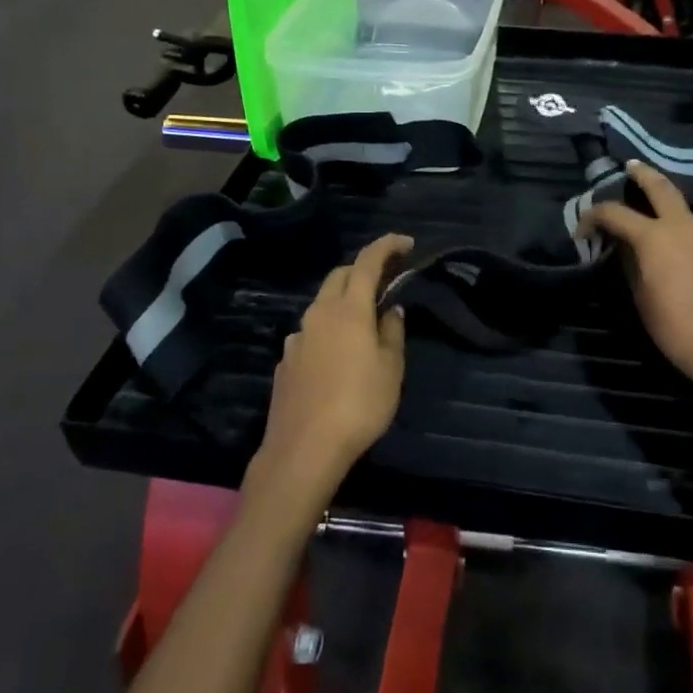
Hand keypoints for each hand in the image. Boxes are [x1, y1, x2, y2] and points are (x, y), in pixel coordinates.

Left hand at [254, 233, 412, 496]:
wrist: (303, 449)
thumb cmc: (359, 405)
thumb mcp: (391, 369)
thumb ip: (392, 332)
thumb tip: (391, 310)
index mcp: (347, 309)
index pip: (367, 262)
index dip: (387, 246)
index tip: (406, 243)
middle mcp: (318, 314)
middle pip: (339, 276)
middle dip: (363, 270)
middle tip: (386, 281)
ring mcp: (297, 338)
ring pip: (322, 305)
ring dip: (344, 302)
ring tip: (365, 323)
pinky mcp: (286, 362)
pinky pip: (311, 333)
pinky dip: (329, 330)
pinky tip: (338, 357)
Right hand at [583, 162, 692, 405]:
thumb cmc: (678, 328)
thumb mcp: (641, 298)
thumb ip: (630, 266)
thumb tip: (624, 250)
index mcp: (655, 236)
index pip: (615, 213)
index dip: (593, 217)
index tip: (581, 229)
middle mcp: (684, 227)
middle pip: (661, 188)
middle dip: (643, 175)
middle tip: (630, 167)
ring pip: (683, 211)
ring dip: (666, 206)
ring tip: (652, 216)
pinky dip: (684, 233)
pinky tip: (681, 252)